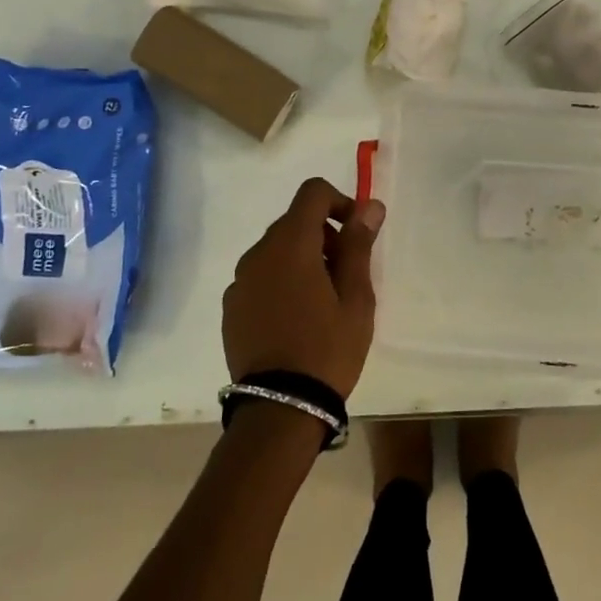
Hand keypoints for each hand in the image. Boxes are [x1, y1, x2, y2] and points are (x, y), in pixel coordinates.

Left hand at [222, 178, 384, 397]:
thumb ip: (359, 245)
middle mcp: (258, 254)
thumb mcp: (356, 297)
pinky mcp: (231, 307)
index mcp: (291, 245)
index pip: (312, 192)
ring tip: (323, 300)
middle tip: (347, 273)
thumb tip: (369, 206)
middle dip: (324, 234)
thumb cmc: (328, 348)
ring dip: (302, 258)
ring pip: (276, 250)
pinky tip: (296, 318)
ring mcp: (240, 281)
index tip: (356, 233)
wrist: (280, 407)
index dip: (339, 201)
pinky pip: (261, 276)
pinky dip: (281, 281)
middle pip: (294, 221)